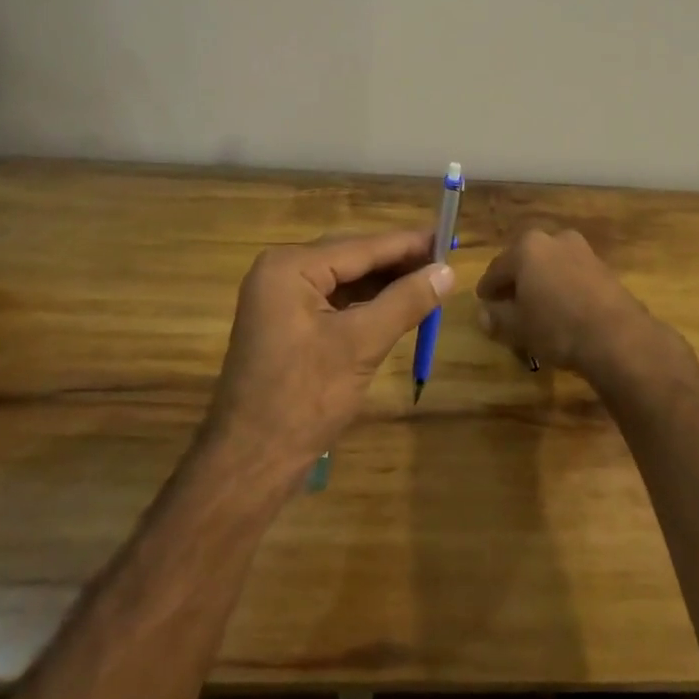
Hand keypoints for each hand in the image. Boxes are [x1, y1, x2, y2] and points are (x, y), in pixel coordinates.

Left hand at [204, 230, 452, 474]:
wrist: (249, 462)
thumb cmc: (304, 399)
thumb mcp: (361, 345)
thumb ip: (405, 301)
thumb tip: (448, 271)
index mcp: (290, 266)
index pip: (362, 246)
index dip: (409, 244)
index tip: (449, 236)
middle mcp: (280, 271)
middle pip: (352, 258)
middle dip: (398, 263)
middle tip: (446, 263)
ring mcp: (279, 297)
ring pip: (344, 279)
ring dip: (384, 283)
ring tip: (430, 283)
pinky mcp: (285, 322)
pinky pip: (333, 300)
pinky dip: (365, 303)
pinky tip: (396, 306)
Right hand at [475, 227, 684, 383]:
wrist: (617, 337)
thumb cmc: (557, 327)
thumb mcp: (518, 327)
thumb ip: (497, 317)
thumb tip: (484, 314)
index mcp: (527, 247)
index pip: (497, 268)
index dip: (487, 288)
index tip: (483, 302)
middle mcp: (554, 239)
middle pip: (525, 261)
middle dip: (516, 281)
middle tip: (508, 303)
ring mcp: (582, 251)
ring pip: (550, 266)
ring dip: (541, 283)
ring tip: (536, 308)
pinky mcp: (603, 267)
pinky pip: (572, 275)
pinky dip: (562, 287)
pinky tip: (562, 309)